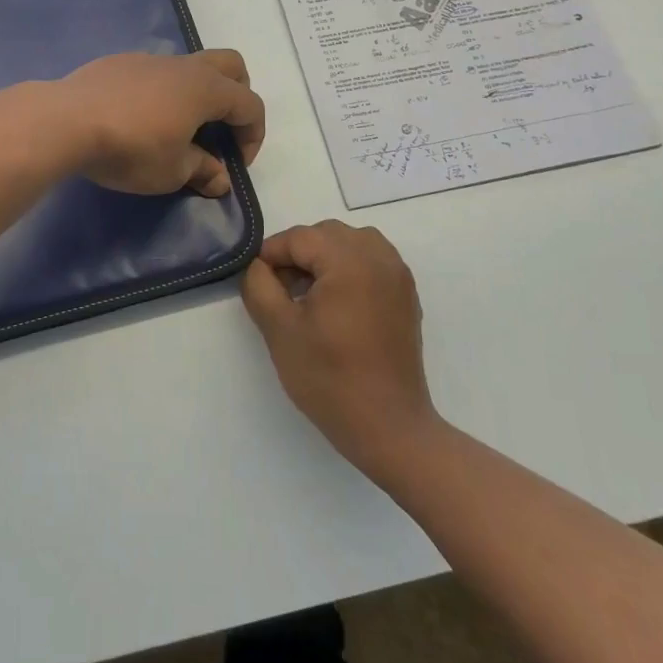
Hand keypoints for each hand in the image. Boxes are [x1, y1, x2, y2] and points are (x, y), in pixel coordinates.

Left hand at [60, 49, 265, 195]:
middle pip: (230, 66)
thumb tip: (220, 179)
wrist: (66, 121)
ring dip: (196, 94)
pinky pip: (154, 72)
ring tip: (177, 128)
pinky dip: (161, 91)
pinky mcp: (119, 63)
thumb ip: (202, 171)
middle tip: (221, 130)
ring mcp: (149, 59)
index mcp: (206, 89)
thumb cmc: (130, 149)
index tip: (235, 164)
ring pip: (189, 66)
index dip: (253, 136)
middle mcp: (183, 66)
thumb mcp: (172, 172)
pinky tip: (138, 118)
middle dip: (237, 96)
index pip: (250, 105)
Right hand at [241, 221, 441, 485]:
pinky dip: (348, 269)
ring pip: (351, 243)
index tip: (256, 281)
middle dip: (298, 254)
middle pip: (326, 235)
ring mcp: (398, 276)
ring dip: (324, 258)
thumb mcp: (279, 329)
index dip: (271, 255)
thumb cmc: (329, 378)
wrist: (389, 428)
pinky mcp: (406, 296)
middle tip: (280, 290)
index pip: (299, 238)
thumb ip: (259, 285)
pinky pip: (371, 262)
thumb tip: (258, 266)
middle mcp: (379, 258)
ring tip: (308, 294)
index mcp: (350, 260)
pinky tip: (335, 304)